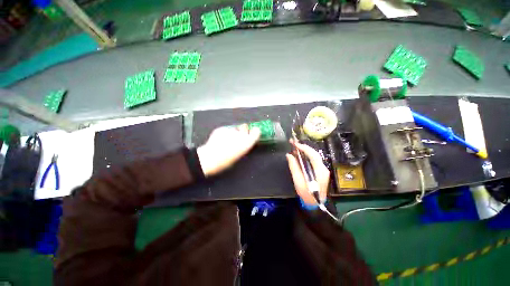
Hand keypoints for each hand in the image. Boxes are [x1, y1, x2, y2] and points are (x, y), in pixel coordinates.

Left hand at [197, 125, 260, 176]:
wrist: (211, 157)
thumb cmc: (227, 160)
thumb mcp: (240, 154)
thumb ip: (244, 145)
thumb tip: (245, 141)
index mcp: (247, 142)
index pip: (256, 132)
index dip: (255, 131)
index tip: (254, 132)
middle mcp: (241, 134)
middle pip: (245, 127)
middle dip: (243, 130)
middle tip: (238, 135)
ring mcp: (231, 130)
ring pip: (234, 129)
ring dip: (232, 132)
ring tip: (226, 140)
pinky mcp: (222, 128)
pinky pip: (226, 130)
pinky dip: (224, 133)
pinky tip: (220, 139)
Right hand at [286, 140, 329, 204]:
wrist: (315, 203)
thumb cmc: (306, 194)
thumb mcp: (298, 181)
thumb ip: (294, 167)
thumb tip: (289, 155)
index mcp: (319, 171)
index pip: (313, 155)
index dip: (304, 148)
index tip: (295, 144)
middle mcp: (323, 168)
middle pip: (314, 153)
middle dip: (303, 147)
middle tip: (293, 142)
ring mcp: (322, 169)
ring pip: (313, 155)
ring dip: (304, 150)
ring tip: (294, 146)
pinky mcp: (320, 170)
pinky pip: (312, 160)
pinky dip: (305, 155)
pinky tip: (299, 154)